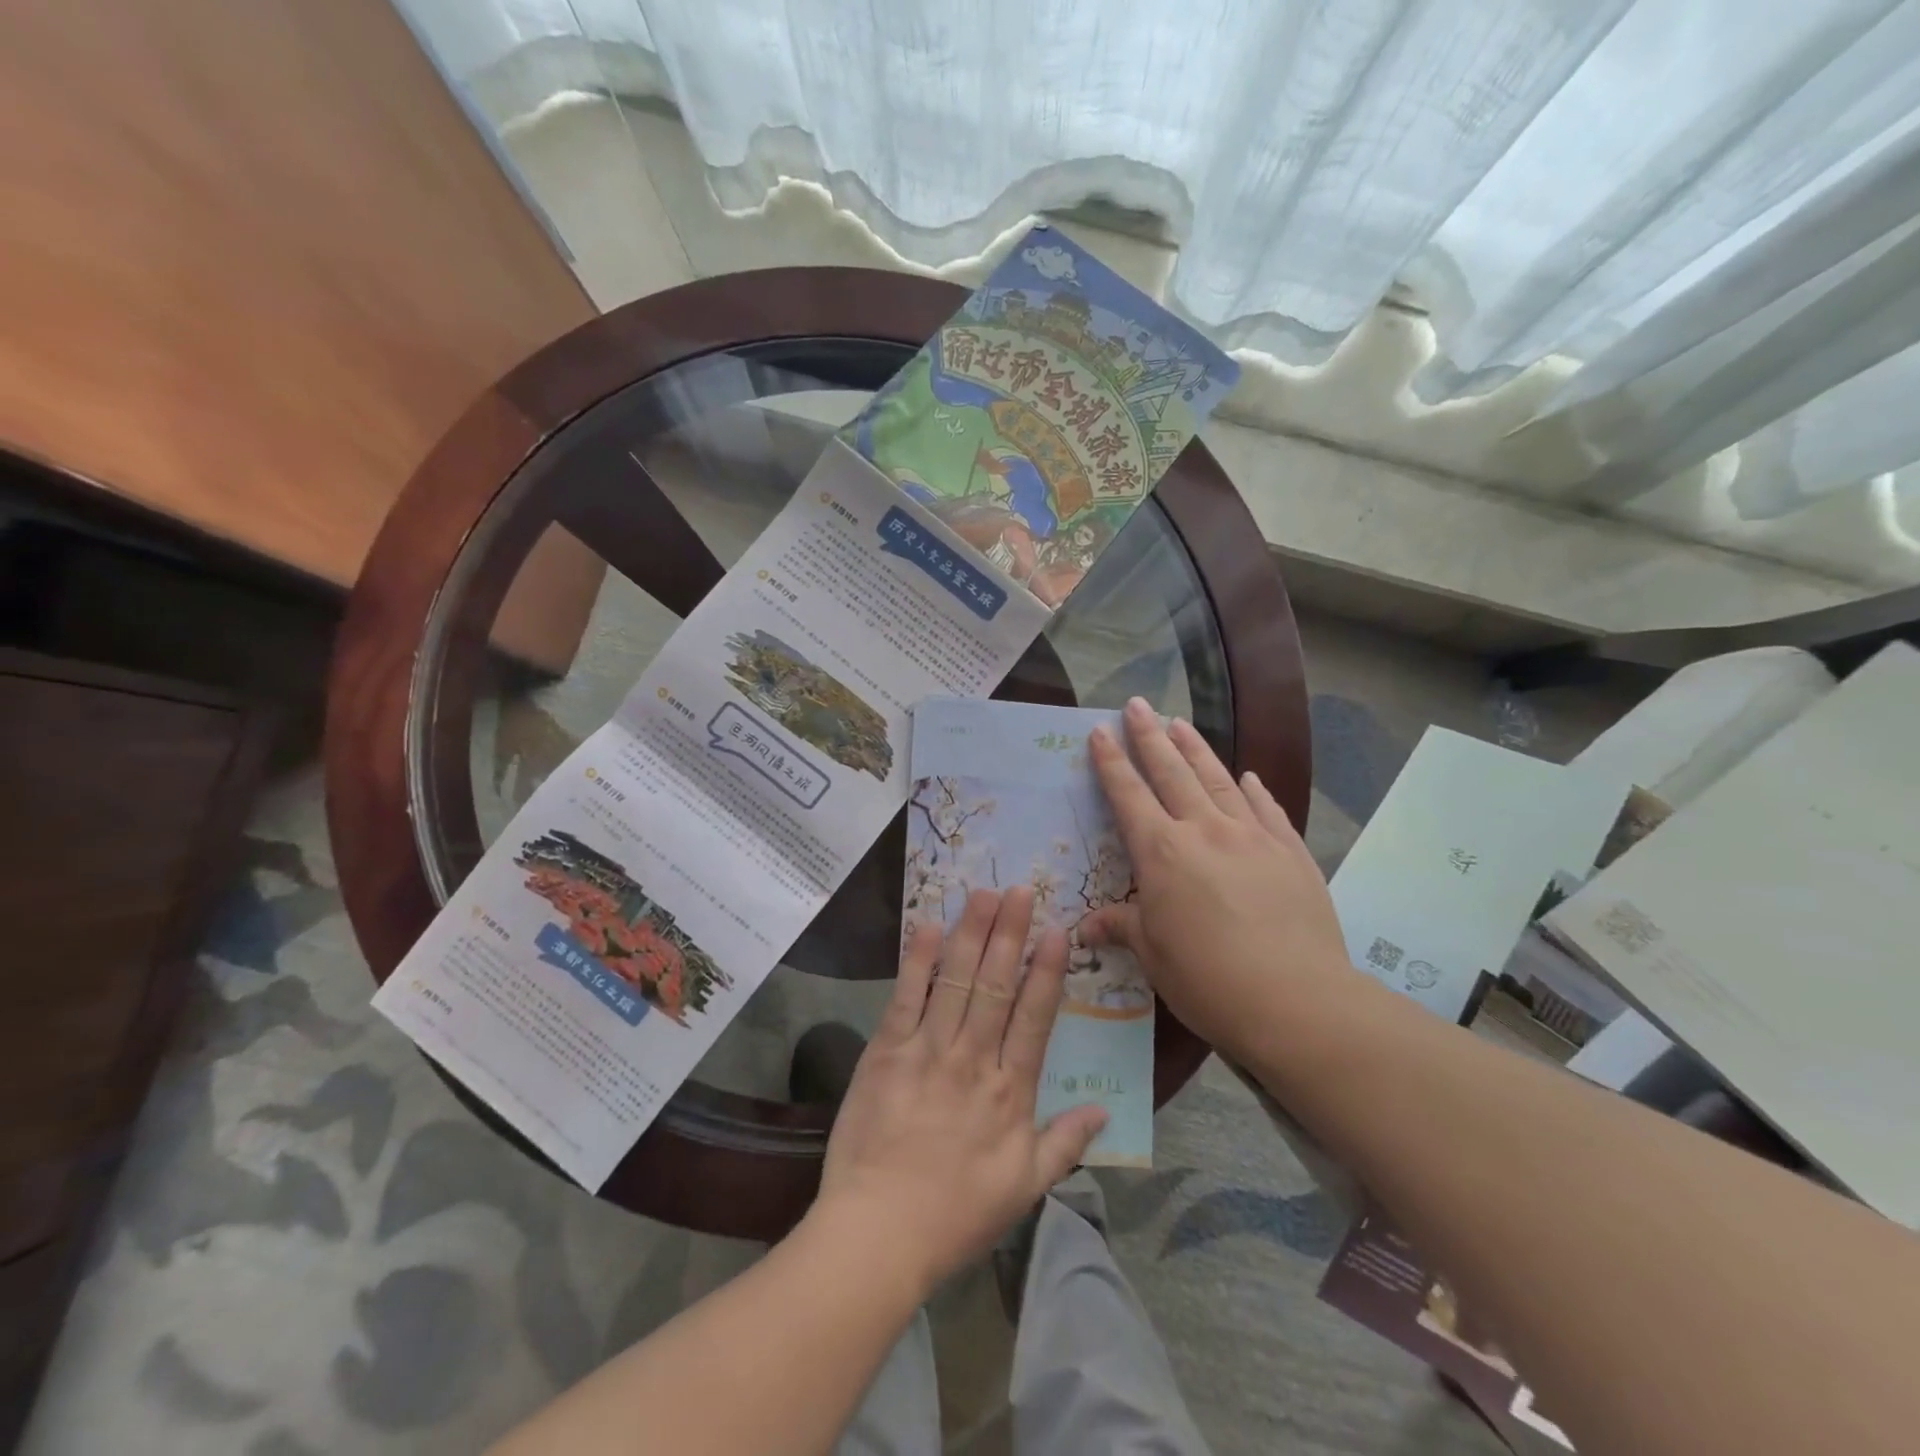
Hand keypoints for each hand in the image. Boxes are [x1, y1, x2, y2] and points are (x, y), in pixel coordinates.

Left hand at [811, 888, 1107, 1296]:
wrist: (878, 1234)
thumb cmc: (956, 1215)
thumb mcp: (1024, 1189)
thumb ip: (1065, 1144)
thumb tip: (1103, 1111)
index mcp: (1010, 1091)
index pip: (1034, 1018)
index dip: (1046, 971)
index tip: (1056, 930)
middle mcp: (972, 1060)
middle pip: (996, 985)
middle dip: (1010, 933)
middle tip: (1021, 889)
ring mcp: (927, 1051)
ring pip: (956, 980)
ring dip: (972, 933)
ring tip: (984, 893)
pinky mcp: (886, 1051)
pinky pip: (906, 997)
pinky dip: (918, 960)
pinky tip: (929, 926)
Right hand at [1080, 698, 1350, 1067]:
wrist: (1297, 1002)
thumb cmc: (1208, 980)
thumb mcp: (1153, 955)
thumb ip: (1121, 927)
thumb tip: (1085, 928)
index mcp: (1162, 853)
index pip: (1128, 795)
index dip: (1111, 762)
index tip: (1100, 731)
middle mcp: (1205, 831)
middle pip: (1172, 772)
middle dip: (1150, 736)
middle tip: (1138, 704)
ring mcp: (1252, 837)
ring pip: (1218, 779)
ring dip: (1196, 749)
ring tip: (1180, 722)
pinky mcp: (1291, 852)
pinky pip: (1267, 809)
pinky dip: (1253, 789)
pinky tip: (1247, 776)